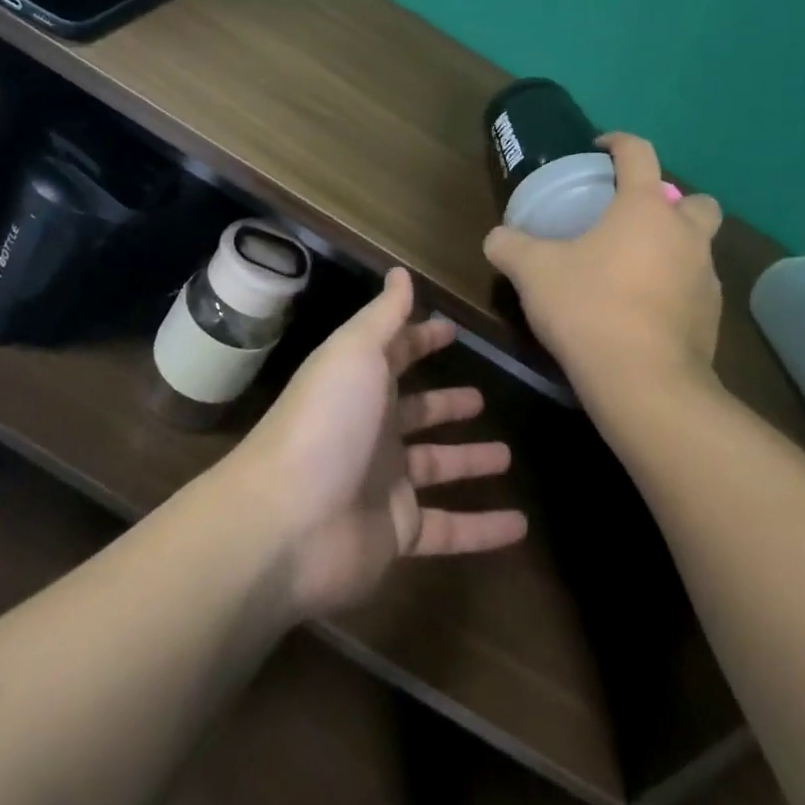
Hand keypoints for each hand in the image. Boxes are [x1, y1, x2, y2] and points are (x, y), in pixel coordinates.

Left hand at [228, 268, 527, 620]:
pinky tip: (519, 526)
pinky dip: (483, 530)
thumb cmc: (326, 422)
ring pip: (437, 467)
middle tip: (481, 399)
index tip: (453, 331)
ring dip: (470, 461)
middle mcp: (372, 430)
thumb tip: (400, 271)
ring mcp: (384, 483)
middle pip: (417, 412)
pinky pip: (450, 529)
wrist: (284, 523)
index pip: (397, 354)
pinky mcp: (398, 533)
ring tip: (508, 456)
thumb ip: (384, 315)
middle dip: (447, 404)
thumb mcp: (355, 352)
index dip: (423, 340)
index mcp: (361, 384)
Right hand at [484, 133, 724, 406]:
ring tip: (633, 270)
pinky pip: (696, 288)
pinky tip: (644, 311)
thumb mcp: (534, 273)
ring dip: (674, 248)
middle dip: (670, 202)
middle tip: (632, 221)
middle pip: (695, 201)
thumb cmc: (589, 308)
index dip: (619, 142)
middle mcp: (686, 234)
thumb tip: (496, 238)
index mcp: (646, 208)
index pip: (639, 153)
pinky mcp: (712, 319)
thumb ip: (510, 247)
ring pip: (699, 247)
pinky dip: (676, 289)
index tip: (600, 149)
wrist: (645, 385)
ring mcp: (706, 278)